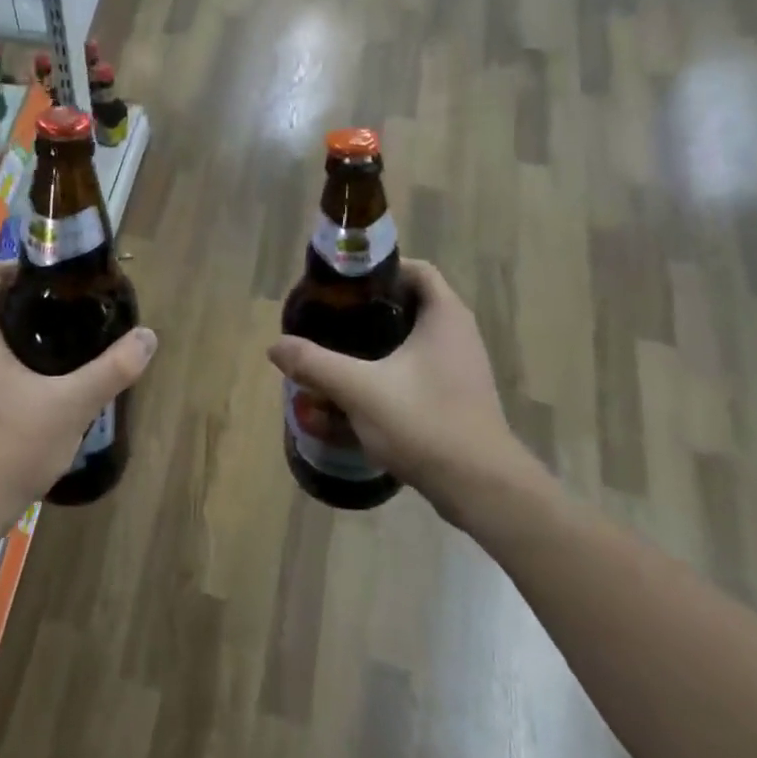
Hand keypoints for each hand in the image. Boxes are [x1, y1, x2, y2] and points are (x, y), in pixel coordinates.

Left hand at [0, 264, 157, 523]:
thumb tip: (148, 336)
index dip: (19, 267)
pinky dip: (10, 361)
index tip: (56, 276)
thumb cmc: (11, 447)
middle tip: (69, 308)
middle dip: (27, 301)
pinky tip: (42, 383)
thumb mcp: (71, 405)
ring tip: (63, 341)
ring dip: (19, 333)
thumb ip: (111, 370)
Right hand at [266, 260, 540, 522]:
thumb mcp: (359, 390)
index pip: (416, 270)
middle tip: (332, 319)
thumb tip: (276, 346)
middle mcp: (459, 335)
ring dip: (379, 344)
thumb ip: (315, 364)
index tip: (344, 286)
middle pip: (411, 304)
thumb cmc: (424, 422)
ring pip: (414, 340)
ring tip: (340, 353)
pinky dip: (391, 371)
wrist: (480, 487)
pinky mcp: (458, 398)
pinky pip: (419, 370)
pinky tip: (362, 391)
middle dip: (370, 310)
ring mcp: (462, 369)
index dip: (380, 270)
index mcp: (445, 317)